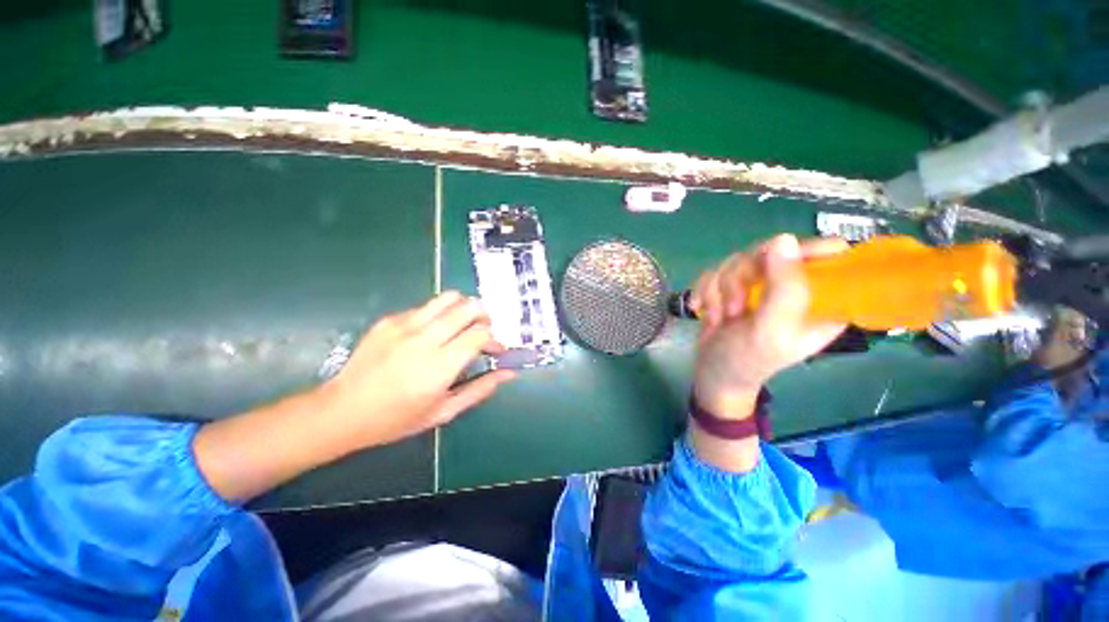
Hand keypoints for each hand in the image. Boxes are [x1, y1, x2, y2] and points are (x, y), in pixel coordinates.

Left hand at [320, 291, 515, 449]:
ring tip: (463, 325)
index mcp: (440, 366)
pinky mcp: (390, 320)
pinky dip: (440, 314)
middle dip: (485, 316)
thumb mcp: (444, 411)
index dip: (495, 338)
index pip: (480, 333)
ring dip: (464, 308)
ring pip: (448, 298)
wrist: (342, 411)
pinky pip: (426, 307)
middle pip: (468, 307)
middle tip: (483, 332)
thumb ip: (480, 389)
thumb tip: (508, 373)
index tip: (496, 349)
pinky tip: (432, 333)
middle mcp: (424, 339)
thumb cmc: (397, 419)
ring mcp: (405, 325)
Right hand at [690, 234, 847, 417]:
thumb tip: (783, 239)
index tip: (770, 267)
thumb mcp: (771, 330)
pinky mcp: (733, 286)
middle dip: (741, 279)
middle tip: (735, 308)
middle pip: (770, 251)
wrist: (712, 372)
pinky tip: (703, 310)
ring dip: (719, 290)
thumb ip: (784, 288)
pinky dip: (704, 291)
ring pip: (736, 260)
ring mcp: (760, 285)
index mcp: (821, 298)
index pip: (829, 253)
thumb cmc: (747, 360)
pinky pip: (715, 271)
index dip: (801, 252)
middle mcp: (792, 286)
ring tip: (721, 317)